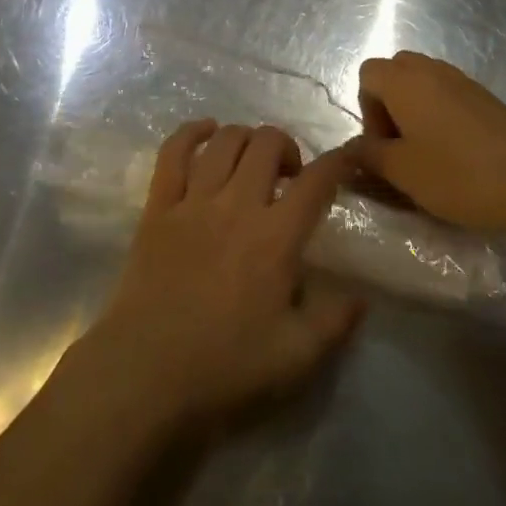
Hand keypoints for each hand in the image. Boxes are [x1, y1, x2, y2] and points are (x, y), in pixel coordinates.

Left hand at [80, 121, 364, 431]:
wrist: (145, 373)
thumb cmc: (224, 368)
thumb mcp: (295, 358)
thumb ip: (334, 322)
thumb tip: (360, 296)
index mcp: (275, 238)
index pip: (316, 182)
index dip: (338, 161)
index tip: (348, 157)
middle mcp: (237, 205)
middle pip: (267, 143)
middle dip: (287, 146)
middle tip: (289, 176)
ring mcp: (193, 201)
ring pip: (225, 140)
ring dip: (246, 138)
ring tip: (251, 160)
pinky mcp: (158, 206)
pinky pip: (173, 152)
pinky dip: (191, 132)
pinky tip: (205, 131)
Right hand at [346, 50, 505, 232]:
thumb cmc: (456, 174)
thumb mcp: (401, 170)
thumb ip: (368, 154)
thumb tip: (349, 149)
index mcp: (405, 81)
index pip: (368, 73)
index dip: (366, 107)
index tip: (381, 143)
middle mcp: (432, 70)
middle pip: (395, 71)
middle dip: (388, 102)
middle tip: (399, 143)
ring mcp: (464, 81)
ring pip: (424, 81)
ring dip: (414, 108)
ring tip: (425, 149)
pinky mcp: (487, 98)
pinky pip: (449, 93)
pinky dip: (440, 113)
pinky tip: (454, 151)